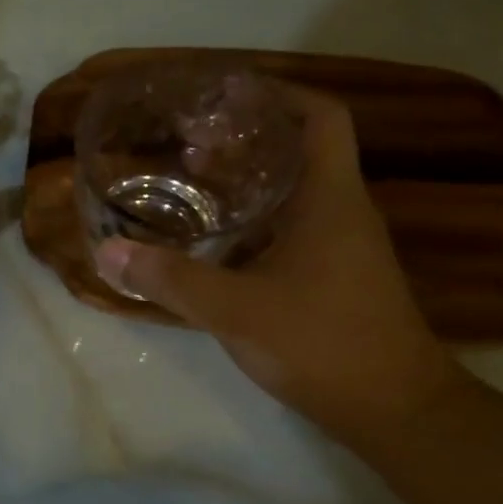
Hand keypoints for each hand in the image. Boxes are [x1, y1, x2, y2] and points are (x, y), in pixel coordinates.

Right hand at [93, 84, 464, 440]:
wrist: (394, 410)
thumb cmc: (322, 343)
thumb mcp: (236, 309)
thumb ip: (171, 279)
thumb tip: (108, 252)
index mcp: (331, 200)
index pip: (320, 118)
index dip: (279, 94)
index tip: (228, 93)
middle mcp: (342, 212)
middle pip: (300, 150)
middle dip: (247, 137)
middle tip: (190, 140)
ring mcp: (341, 247)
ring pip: (293, 192)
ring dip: (247, 180)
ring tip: (191, 180)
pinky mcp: (333, 278)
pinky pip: (290, 228)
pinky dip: (252, 221)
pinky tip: (213, 240)